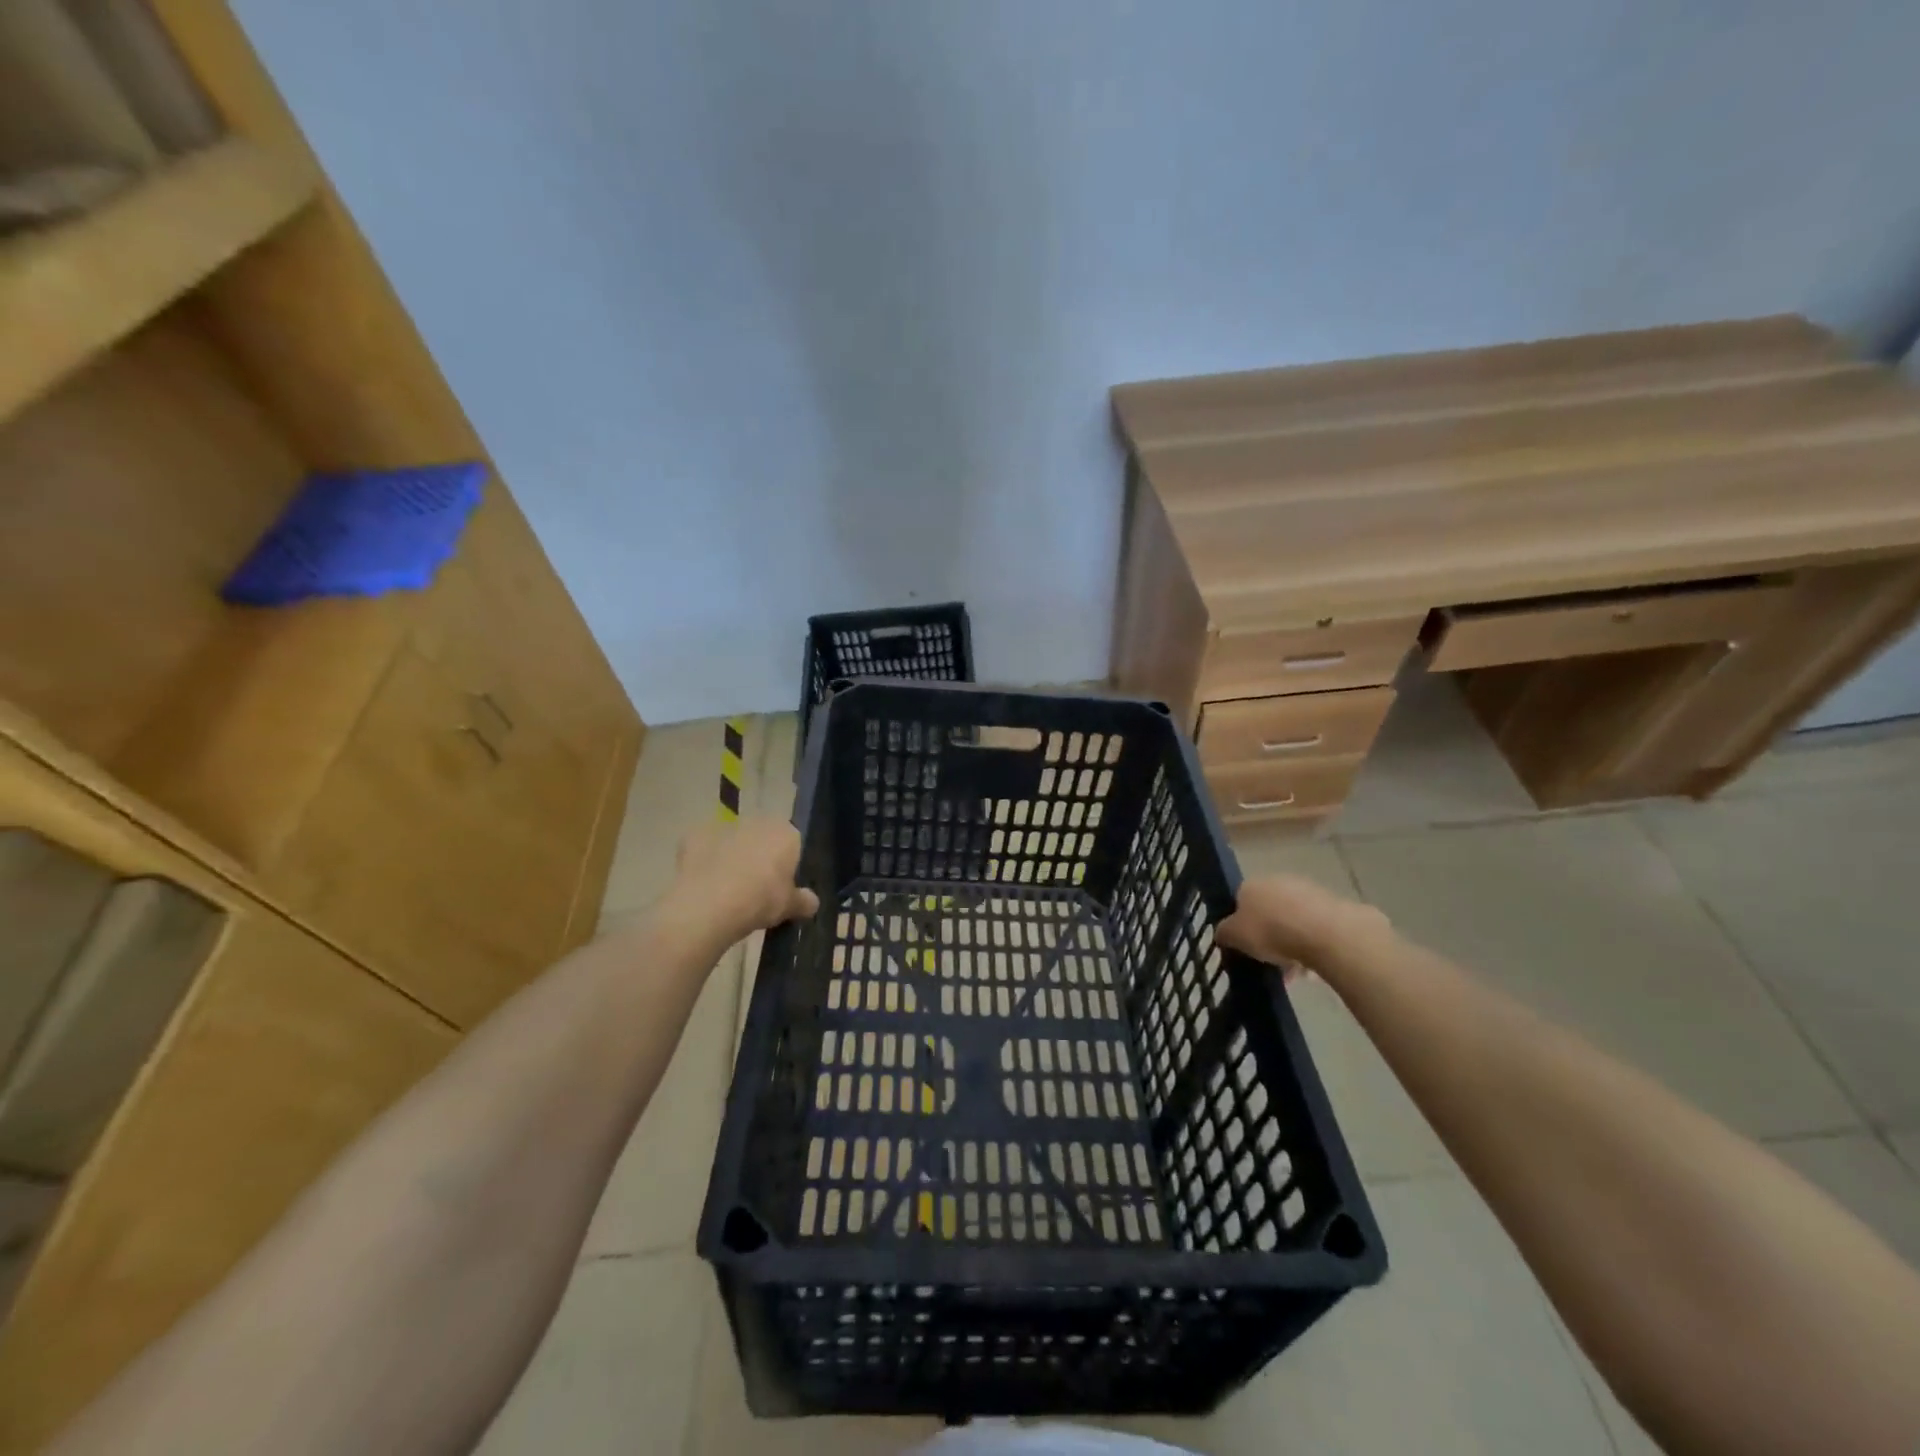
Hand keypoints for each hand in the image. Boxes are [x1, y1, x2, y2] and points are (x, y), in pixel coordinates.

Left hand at [669, 819, 819, 945]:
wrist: (709, 905)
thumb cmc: (761, 901)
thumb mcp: (790, 907)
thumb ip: (803, 901)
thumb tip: (812, 902)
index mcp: (786, 833)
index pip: (793, 844)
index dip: (787, 865)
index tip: (781, 887)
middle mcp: (757, 821)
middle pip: (762, 838)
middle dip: (760, 857)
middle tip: (756, 889)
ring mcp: (724, 826)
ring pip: (733, 841)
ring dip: (732, 857)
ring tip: (727, 890)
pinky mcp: (695, 835)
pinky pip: (704, 848)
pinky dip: (704, 861)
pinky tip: (703, 884)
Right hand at [1218, 873, 1388, 976]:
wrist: (1324, 932)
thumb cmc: (1270, 931)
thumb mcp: (1235, 936)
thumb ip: (1225, 934)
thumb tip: (1223, 933)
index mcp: (1250, 884)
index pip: (1239, 901)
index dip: (1240, 925)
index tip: (1244, 947)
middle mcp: (1277, 881)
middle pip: (1268, 911)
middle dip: (1268, 936)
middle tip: (1268, 961)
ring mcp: (1307, 891)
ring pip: (1292, 921)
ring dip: (1291, 943)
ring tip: (1293, 973)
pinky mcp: (1332, 906)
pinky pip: (1315, 929)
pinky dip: (1311, 946)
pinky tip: (1313, 969)